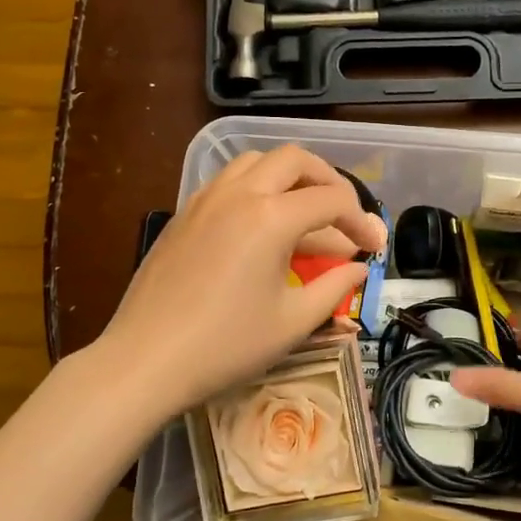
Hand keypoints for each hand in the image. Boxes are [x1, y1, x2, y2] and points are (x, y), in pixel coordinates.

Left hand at [96, 146, 386, 419]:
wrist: (145, 359)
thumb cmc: (226, 346)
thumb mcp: (292, 322)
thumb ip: (334, 288)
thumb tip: (358, 270)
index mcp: (271, 217)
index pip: (332, 201)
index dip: (361, 222)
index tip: (374, 248)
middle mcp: (239, 194)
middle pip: (295, 160)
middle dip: (329, 181)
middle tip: (344, 215)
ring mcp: (206, 199)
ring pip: (256, 162)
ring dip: (289, 177)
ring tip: (305, 211)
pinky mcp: (184, 213)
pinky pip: (228, 181)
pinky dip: (256, 188)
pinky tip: (261, 225)